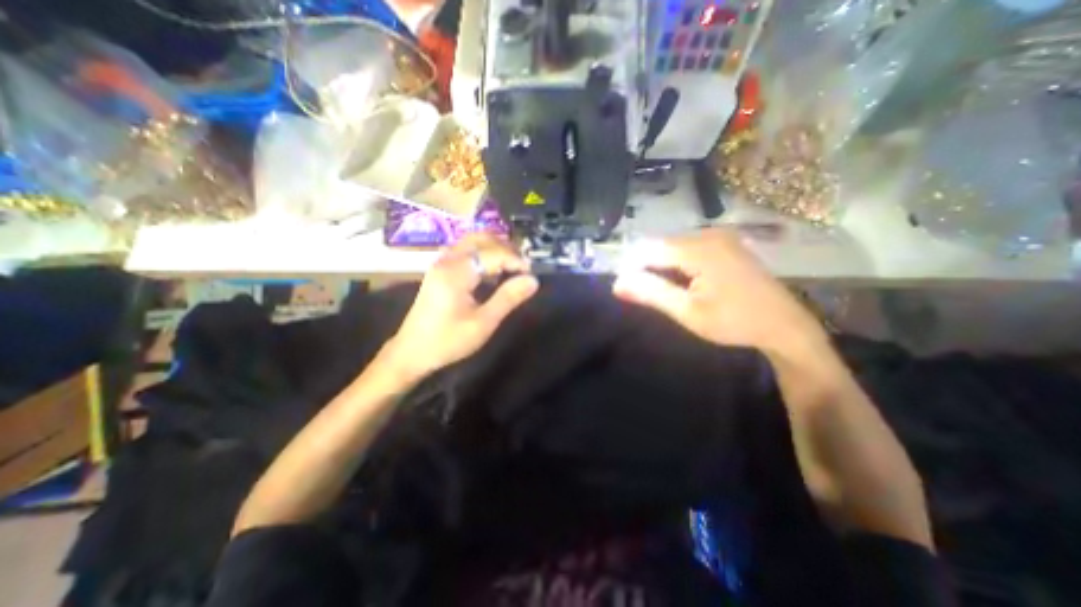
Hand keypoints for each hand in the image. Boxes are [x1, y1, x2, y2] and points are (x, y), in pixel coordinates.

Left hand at [388, 232, 539, 378]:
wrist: (411, 352)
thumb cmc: (448, 340)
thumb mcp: (483, 323)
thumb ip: (508, 298)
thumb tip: (533, 280)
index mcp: (457, 272)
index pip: (494, 253)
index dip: (516, 260)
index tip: (531, 275)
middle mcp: (448, 260)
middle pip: (481, 238)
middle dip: (506, 248)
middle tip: (523, 266)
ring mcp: (441, 263)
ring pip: (472, 241)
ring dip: (494, 247)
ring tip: (512, 265)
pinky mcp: (440, 270)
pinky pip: (465, 250)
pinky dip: (482, 252)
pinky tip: (492, 269)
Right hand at [612, 228, 830, 360]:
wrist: (784, 325)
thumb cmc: (734, 322)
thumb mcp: (688, 312)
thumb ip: (651, 293)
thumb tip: (617, 284)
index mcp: (700, 249)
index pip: (650, 250)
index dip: (631, 268)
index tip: (623, 289)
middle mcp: (709, 234)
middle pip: (661, 246)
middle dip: (645, 267)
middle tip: (639, 294)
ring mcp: (720, 237)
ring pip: (673, 246)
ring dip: (660, 266)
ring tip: (658, 291)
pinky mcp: (725, 243)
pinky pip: (688, 248)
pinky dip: (676, 264)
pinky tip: (679, 282)